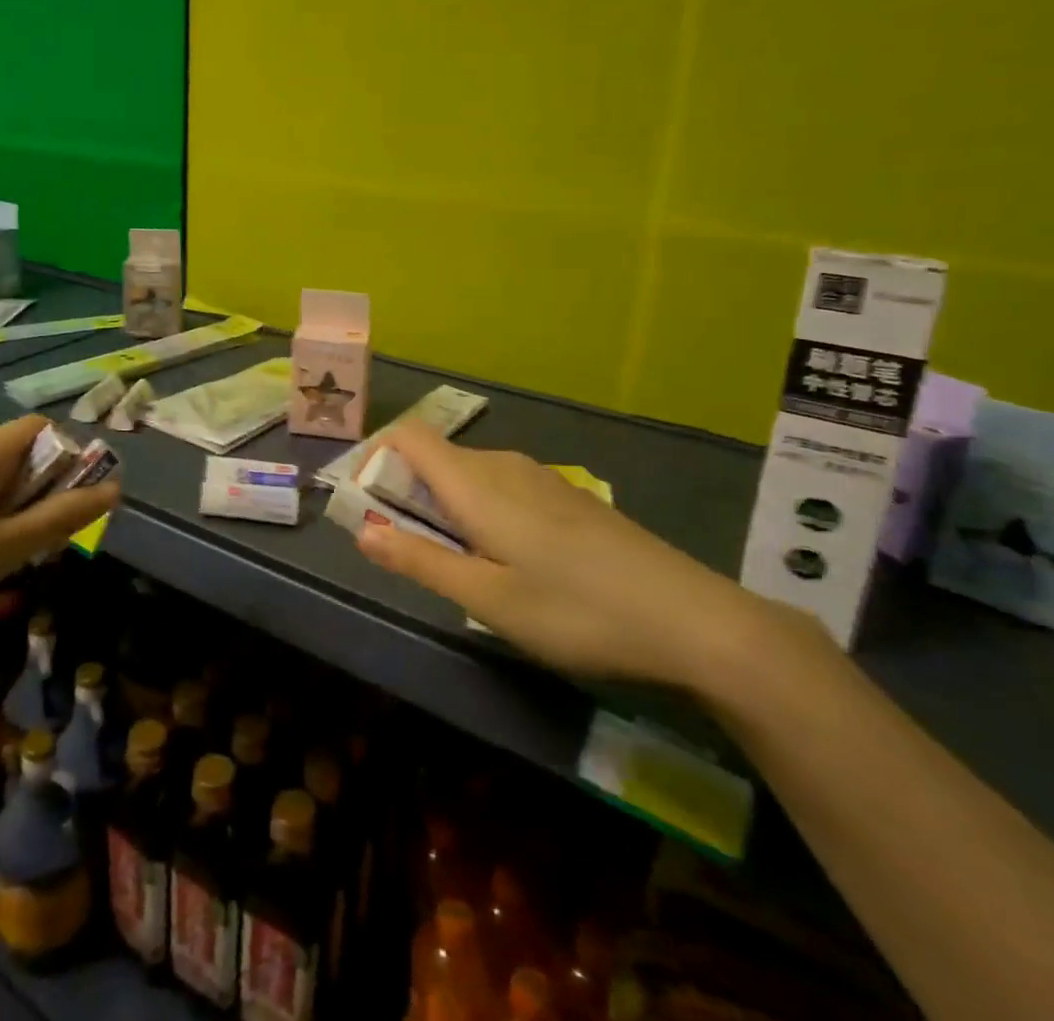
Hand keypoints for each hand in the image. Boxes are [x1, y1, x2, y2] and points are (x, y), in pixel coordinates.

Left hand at [0, 416, 117, 661]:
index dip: (71, 457)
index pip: (43, 428)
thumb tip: (115, 489)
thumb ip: (61, 517)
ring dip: (18, 504)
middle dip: (46, 486)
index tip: (78, 502)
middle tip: (47, 538)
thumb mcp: (4, 550)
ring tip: (13, 553)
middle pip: (20, 450)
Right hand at [353, 423, 778, 690]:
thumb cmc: (576, 610)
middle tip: (406, 552)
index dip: (375, 457)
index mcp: (476, 482)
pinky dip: (479, 511)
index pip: (408, 435)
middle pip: (435, 457)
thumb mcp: (487, 599)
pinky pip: (501, 487)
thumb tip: (361, 531)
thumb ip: (419, 561)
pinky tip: (508, 561)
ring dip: (443, 506)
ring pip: (469, 474)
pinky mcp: (566, 497)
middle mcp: (503, 465)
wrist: (692, 618)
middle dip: (405, 493)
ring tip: (455, 564)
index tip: (366, 503)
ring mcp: (540, 478)